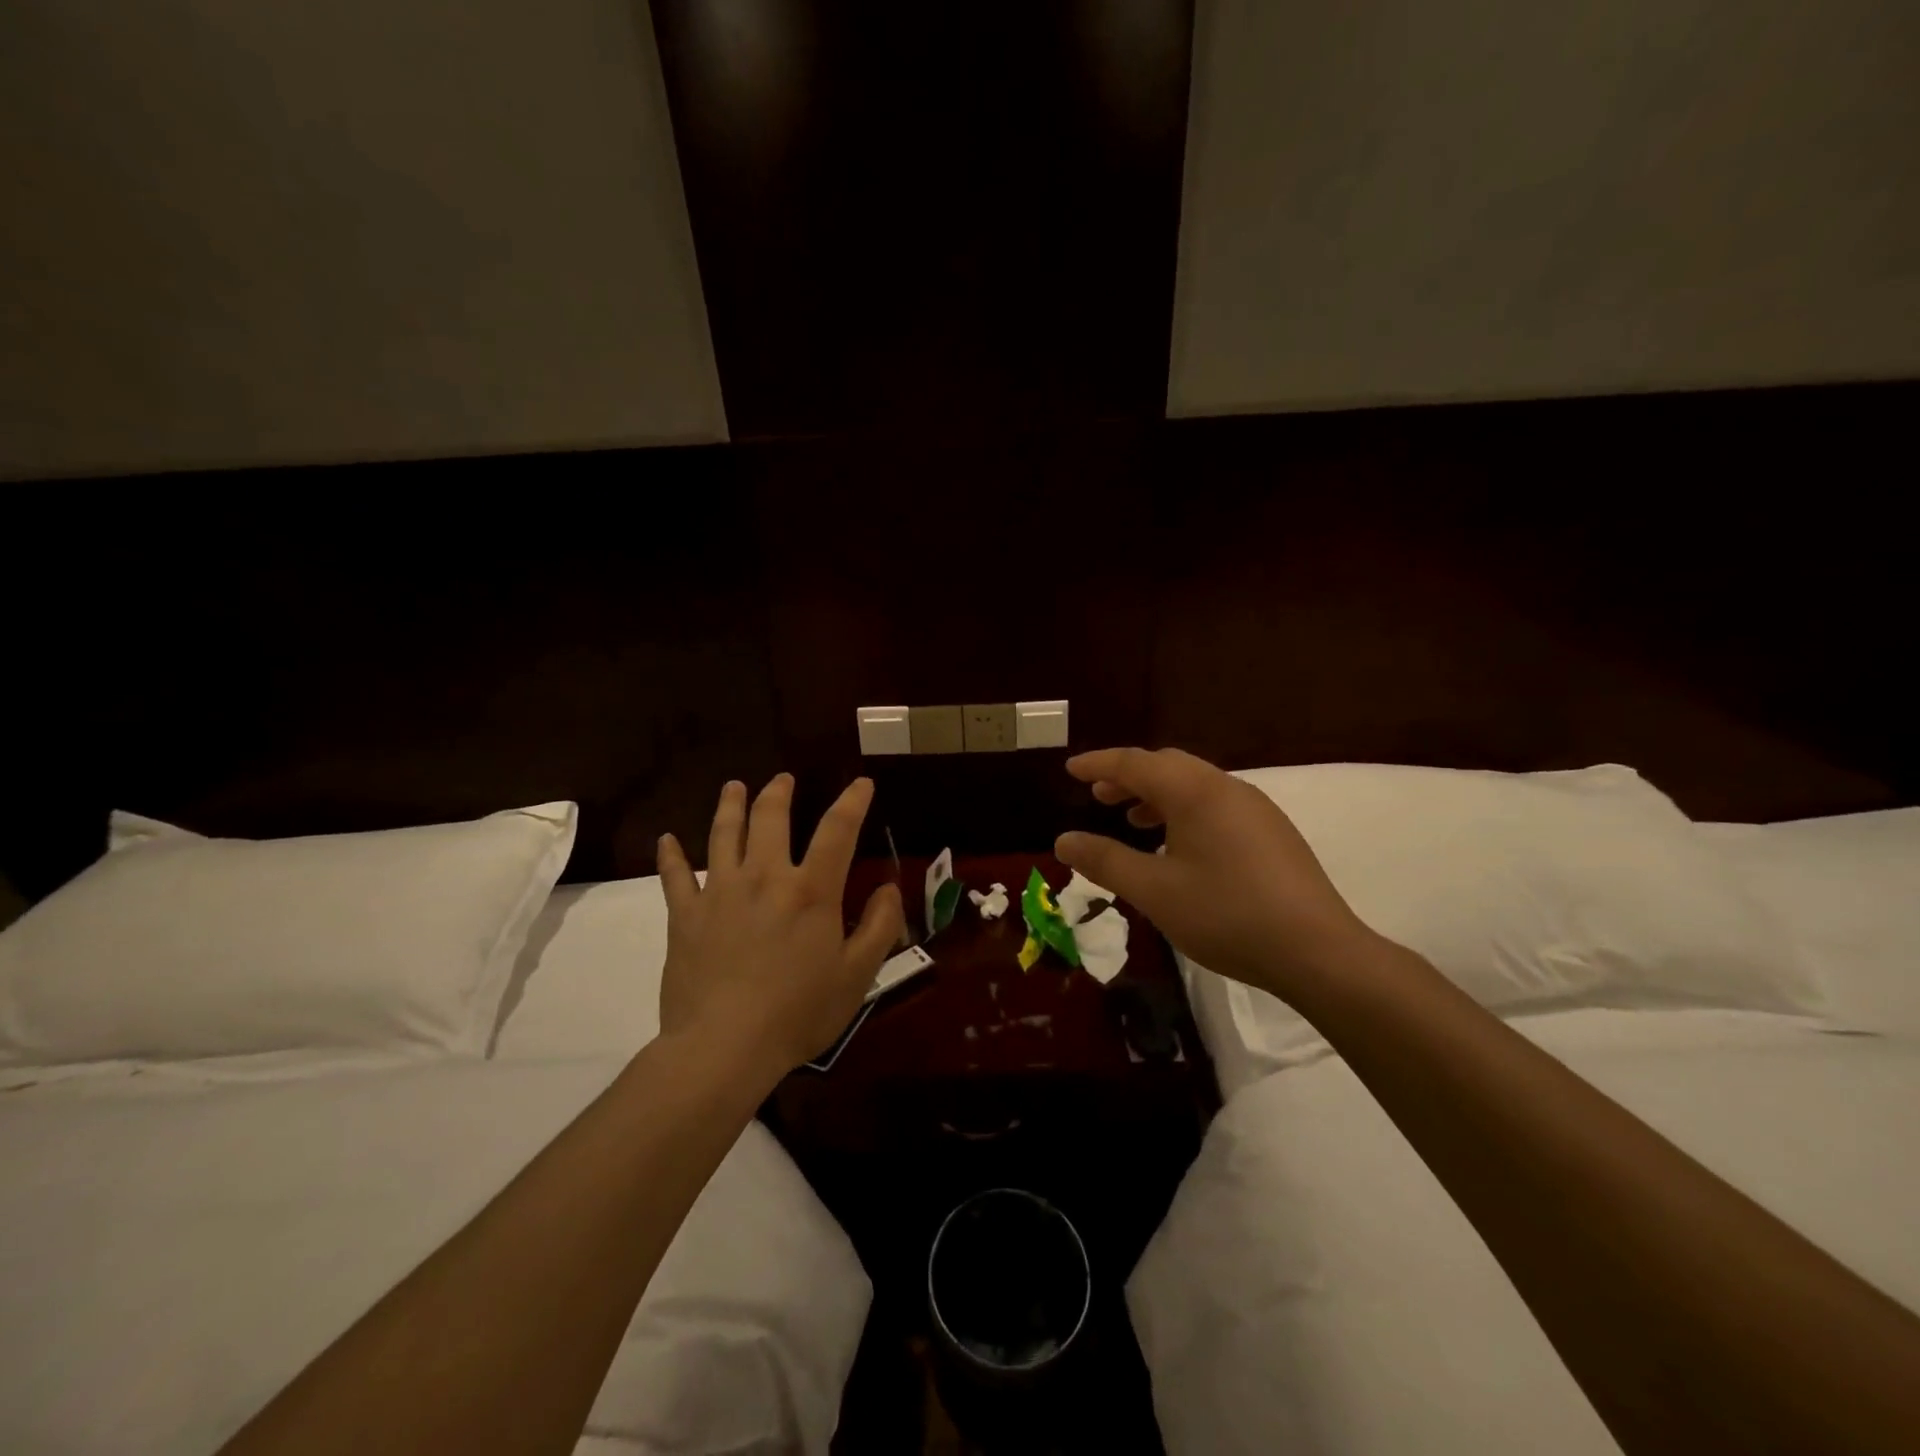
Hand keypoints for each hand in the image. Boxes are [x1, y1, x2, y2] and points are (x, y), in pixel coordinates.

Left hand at [656, 774, 904, 1074]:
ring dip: (730, 806)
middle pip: (770, 819)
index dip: (852, 802)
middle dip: (779, 793)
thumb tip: (889, 888)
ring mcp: (719, 893)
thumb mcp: (857, 975)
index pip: (837, 831)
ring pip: (723, 835)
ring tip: (733, 787)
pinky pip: (674, 877)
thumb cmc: (798, 1012)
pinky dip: (670, 856)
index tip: (860, 783)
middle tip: (782, 779)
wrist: (724, 1047)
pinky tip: (666, 840)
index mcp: (810, 890)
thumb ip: (879, 926)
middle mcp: (764, 877)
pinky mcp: (685, 916)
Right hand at [1055, 747, 1373, 1003]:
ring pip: (1195, 784)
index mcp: (1195, 792)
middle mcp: (1226, 787)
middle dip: (1128, 776)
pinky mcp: (1273, 832)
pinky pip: (1216, 803)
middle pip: (1168, 765)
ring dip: (1157, 793)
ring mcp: (1256, 808)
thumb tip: (1063, 840)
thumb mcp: (1154, 891)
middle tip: (1098, 795)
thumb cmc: (1226, 915)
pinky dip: (1185, 810)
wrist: (1317, 951)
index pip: (1135, 763)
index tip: (1070, 769)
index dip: (1099, 764)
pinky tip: (1179, 845)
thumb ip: (1105, 861)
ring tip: (1133, 819)